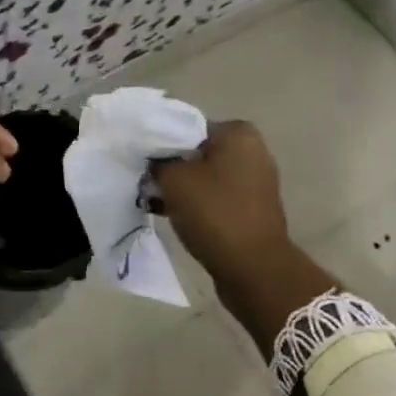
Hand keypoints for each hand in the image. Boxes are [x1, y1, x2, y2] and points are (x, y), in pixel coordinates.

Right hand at [153, 120, 289, 279]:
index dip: (160, 142)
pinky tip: (169, 213)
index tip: (140, 159)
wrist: (253, 268)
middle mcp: (253, 151)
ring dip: (180, 187)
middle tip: (144, 180)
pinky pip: (215, 197)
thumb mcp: (173, 180)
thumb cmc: (214, 213)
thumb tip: (153, 160)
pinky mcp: (251, 208)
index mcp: (238, 134)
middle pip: (197, 152)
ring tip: (152, 199)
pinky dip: (195, 203)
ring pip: (204, 176)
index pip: (188, 127)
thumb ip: (158, 161)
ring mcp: (255, 181)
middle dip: (170, 166)